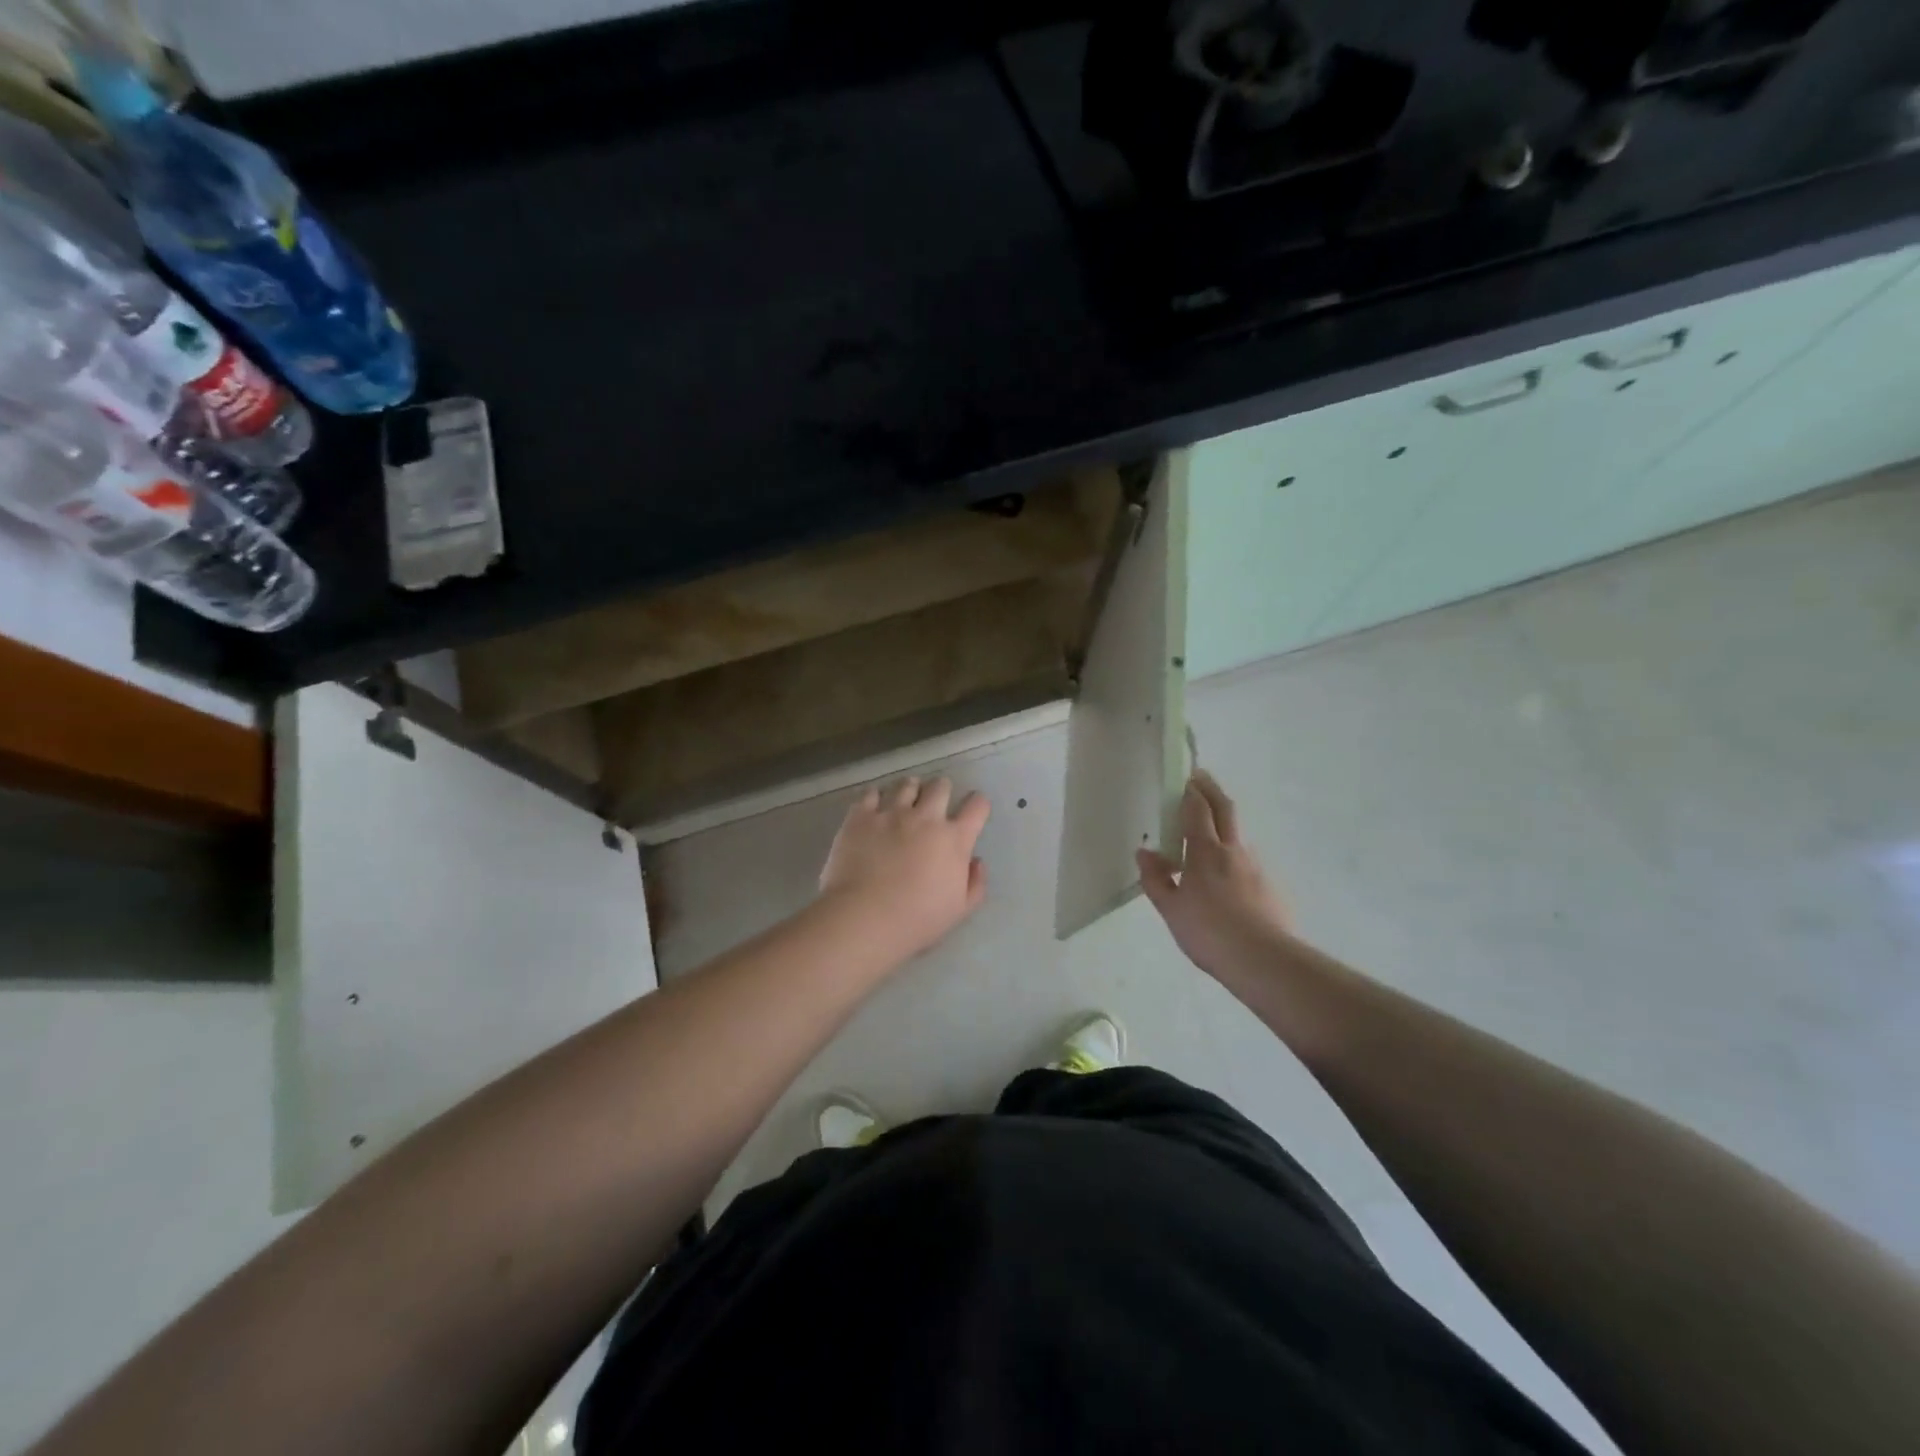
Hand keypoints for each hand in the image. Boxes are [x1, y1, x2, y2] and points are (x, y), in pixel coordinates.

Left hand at [819, 776, 989, 960]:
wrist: (865, 918)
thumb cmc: (917, 920)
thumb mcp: (960, 910)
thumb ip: (976, 883)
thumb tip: (976, 860)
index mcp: (954, 839)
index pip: (977, 806)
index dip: (978, 804)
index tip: (974, 809)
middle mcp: (926, 818)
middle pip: (940, 786)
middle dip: (942, 790)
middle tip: (936, 801)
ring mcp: (891, 813)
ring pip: (907, 784)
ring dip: (911, 789)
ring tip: (906, 799)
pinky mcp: (860, 817)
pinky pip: (871, 793)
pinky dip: (876, 797)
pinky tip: (874, 806)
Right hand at [1137, 770, 1291, 978]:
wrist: (1263, 960)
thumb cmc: (1208, 932)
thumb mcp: (1171, 909)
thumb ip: (1156, 878)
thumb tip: (1145, 852)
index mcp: (1205, 852)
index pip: (1197, 810)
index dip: (1191, 791)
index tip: (1186, 776)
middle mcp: (1233, 851)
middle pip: (1225, 809)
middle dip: (1212, 790)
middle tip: (1201, 778)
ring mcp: (1256, 868)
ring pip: (1238, 836)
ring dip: (1224, 824)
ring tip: (1209, 835)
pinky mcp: (1271, 888)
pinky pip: (1247, 863)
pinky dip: (1234, 857)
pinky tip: (1228, 879)